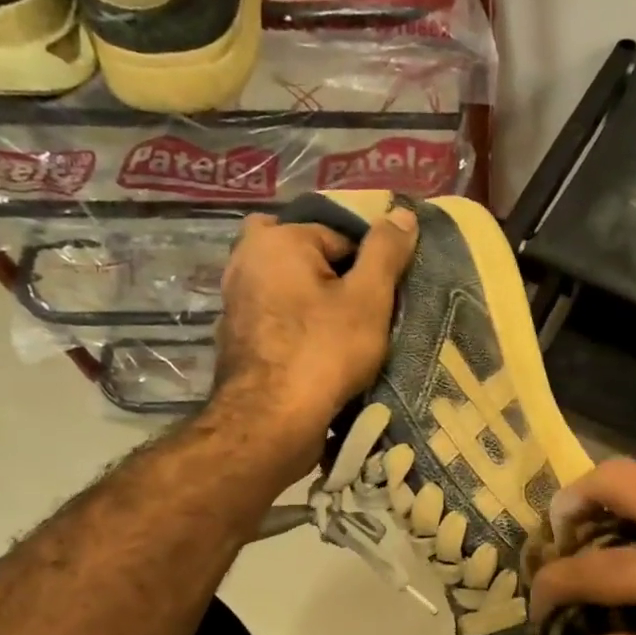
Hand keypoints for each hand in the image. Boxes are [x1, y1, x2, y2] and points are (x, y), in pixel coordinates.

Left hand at [215, 204, 417, 465]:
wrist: (270, 422)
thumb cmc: (324, 352)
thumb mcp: (368, 299)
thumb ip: (385, 252)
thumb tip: (402, 212)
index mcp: (276, 239)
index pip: (340, 236)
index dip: (367, 268)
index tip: (381, 303)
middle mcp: (245, 260)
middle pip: (308, 259)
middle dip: (335, 280)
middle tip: (360, 317)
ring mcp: (234, 300)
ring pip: (290, 290)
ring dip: (316, 307)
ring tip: (345, 340)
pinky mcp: (235, 338)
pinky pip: (277, 320)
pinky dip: (297, 331)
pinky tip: (318, 357)